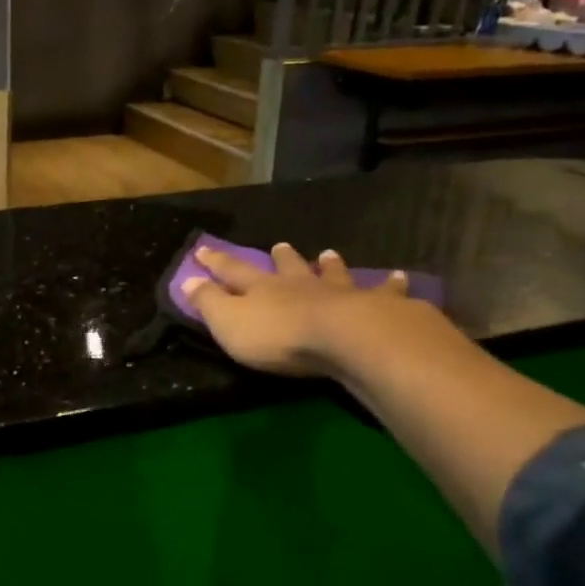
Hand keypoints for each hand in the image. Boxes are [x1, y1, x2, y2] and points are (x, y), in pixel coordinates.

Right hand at [182, 244, 428, 377]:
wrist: (346, 340)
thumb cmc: (280, 337)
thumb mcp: (229, 323)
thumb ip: (208, 302)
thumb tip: (185, 280)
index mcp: (262, 289)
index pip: (233, 271)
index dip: (216, 262)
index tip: (203, 249)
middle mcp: (300, 285)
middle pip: (288, 267)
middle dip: (280, 257)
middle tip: (279, 245)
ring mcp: (340, 293)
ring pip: (332, 274)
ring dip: (329, 265)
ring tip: (329, 254)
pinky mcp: (377, 308)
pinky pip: (384, 292)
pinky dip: (390, 284)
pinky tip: (399, 277)